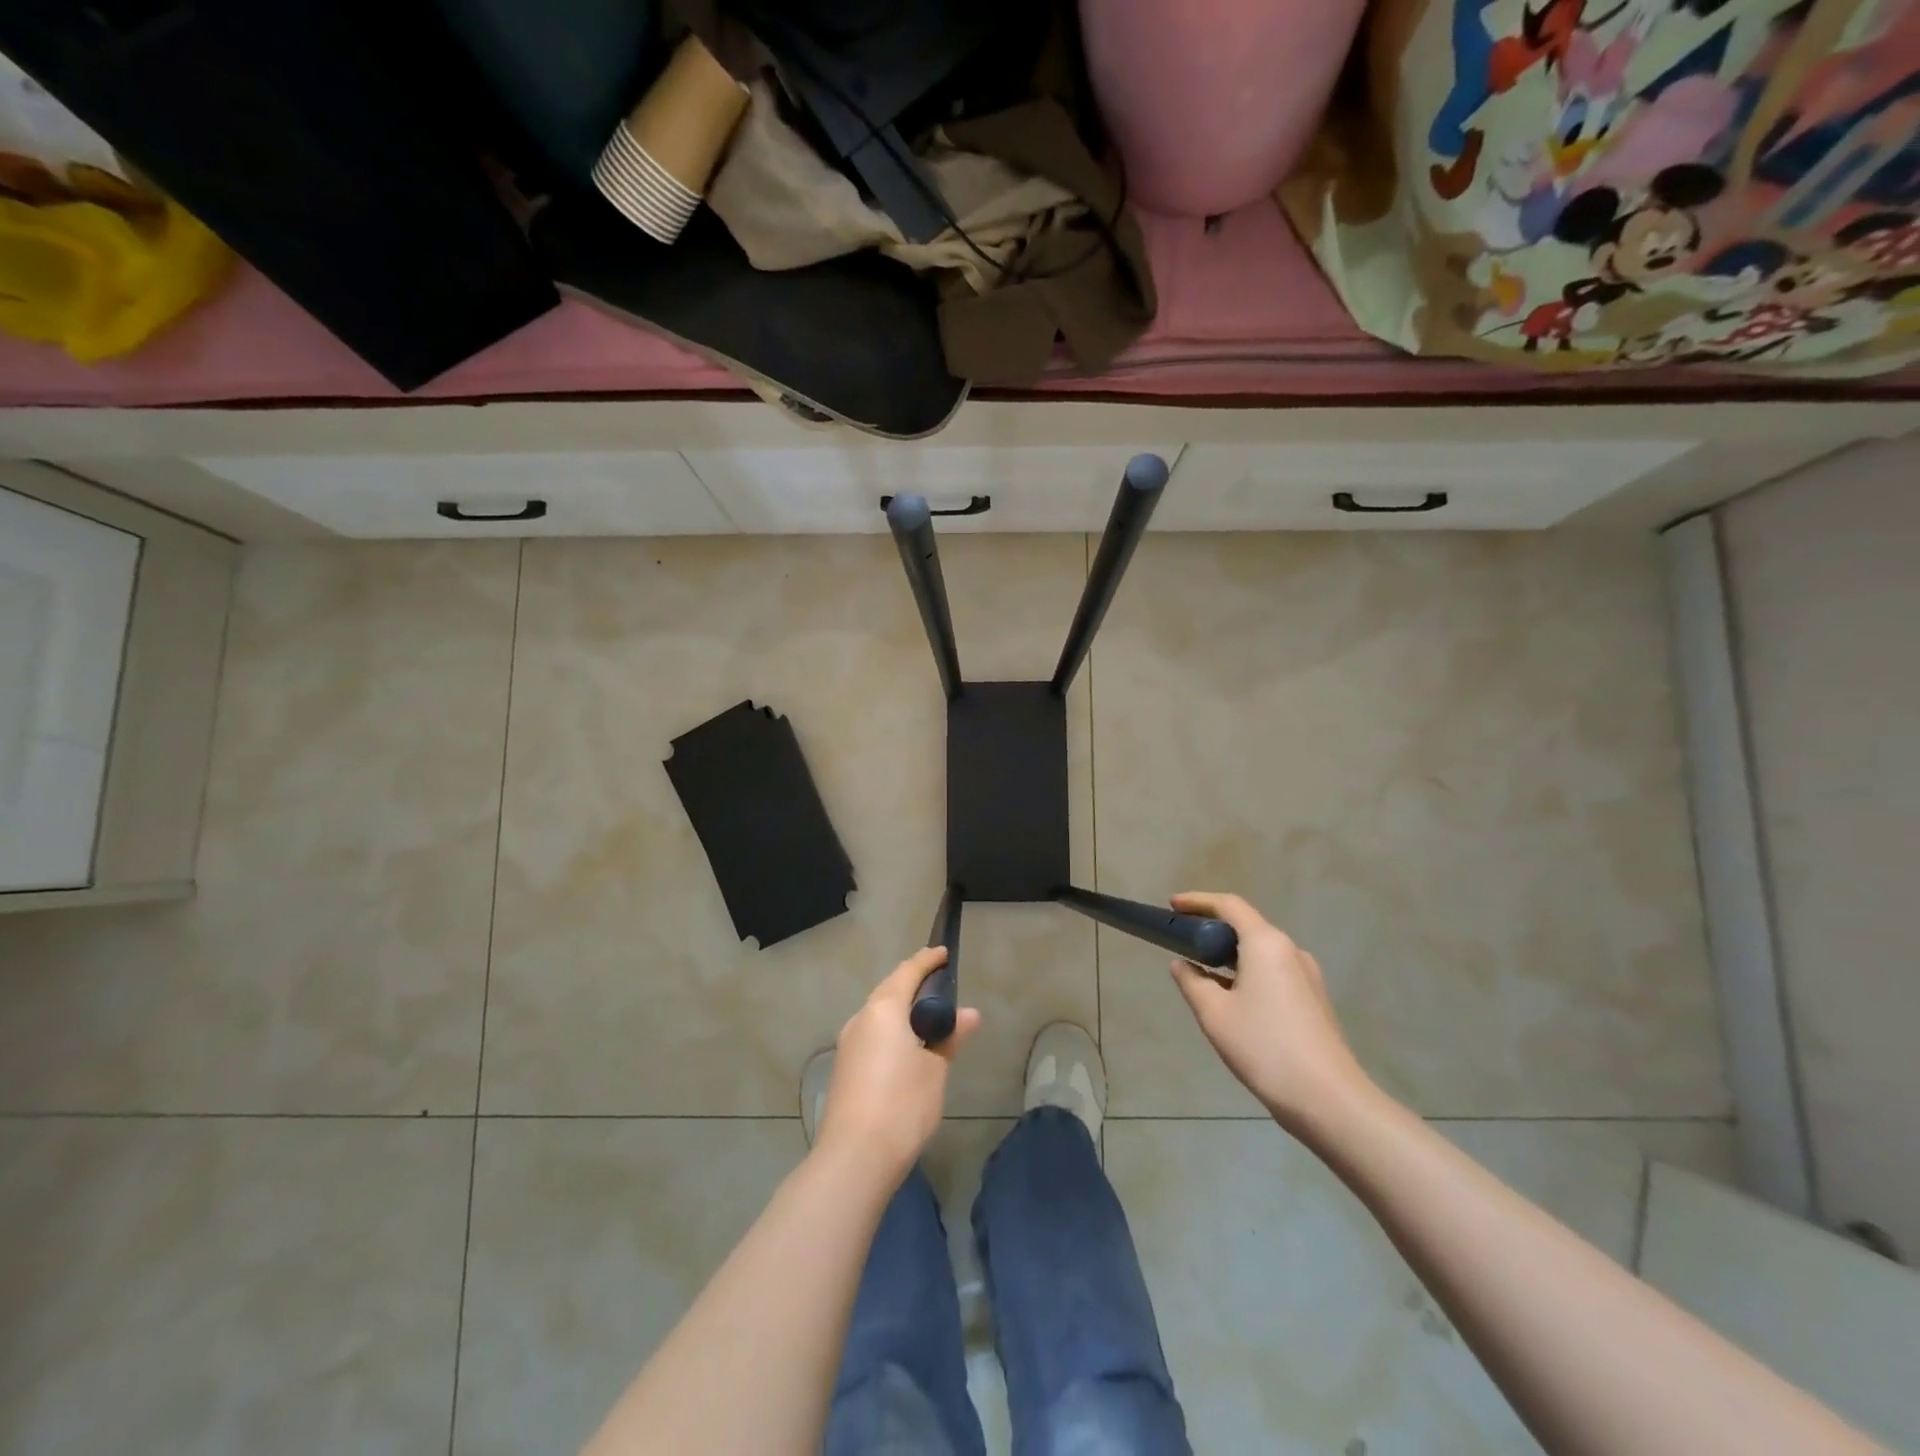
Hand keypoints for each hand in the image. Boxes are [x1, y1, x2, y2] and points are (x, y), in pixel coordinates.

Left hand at [817, 948, 979, 1184]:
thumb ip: (949, 1037)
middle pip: (889, 989)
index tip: (943, 954)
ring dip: (900, 1008)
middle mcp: (861, 1019)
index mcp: (883, 1009)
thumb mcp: (935, 1069)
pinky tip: (906, 1047)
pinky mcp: (844, 1068)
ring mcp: (848, 1044)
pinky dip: (891, 1030)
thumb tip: (969, 1013)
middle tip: (938, 983)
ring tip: (926, 1016)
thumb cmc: (902, 1104)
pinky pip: (871, 1034)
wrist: (854, 1157)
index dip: (927, 961)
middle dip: (912, 982)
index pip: (908, 972)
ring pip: (877, 1014)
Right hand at [1167, 892, 1371, 1134]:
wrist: (1328, 1100)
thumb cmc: (1264, 1047)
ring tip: (1202, 971)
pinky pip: (1273, 972)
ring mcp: (1307, 976)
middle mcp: (1291, 951)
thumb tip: (1182, 964)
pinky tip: (1232, 998)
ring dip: (1230, 954)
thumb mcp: (1214, 1014)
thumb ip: (1191, 982)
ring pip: (1260, 952)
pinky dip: (1247, 973)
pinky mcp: (1313, 1000)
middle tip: (1183, 941)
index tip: (1172, 907)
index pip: (1229, 905)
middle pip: (1247, 926)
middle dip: (1212, 929)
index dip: (1197, 901)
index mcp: (1266, 944)